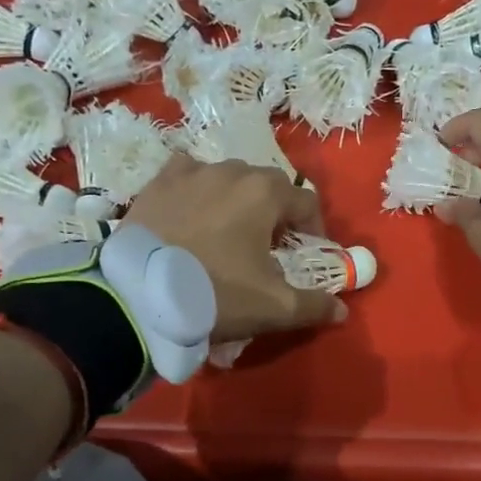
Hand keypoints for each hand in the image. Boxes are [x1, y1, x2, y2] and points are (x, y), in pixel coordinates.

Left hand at [125, 156, 345, 341]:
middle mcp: (231, 171)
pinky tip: (190, 211)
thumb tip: (341, 309)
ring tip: (227, 230)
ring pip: (227, 177)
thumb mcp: (273, 308)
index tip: (307, 251)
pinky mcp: (157, 183)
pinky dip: (197, 189)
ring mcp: (190, 173)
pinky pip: (187, 175)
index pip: (306, 201)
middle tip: (267, 245)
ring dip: (236, 199)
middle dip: (275, 211)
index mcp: (265, 193)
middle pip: (267, 185)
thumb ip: (314, 305)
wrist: (138, 296)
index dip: (313, 227)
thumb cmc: (215, 294)